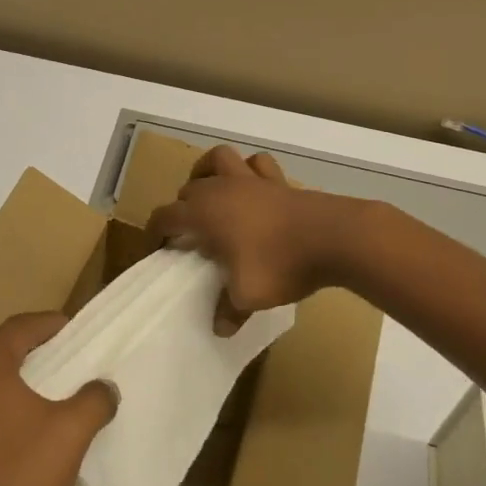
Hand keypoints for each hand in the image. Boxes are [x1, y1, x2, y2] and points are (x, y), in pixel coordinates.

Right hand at [149, 147, 364, 324]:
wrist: (331, 237)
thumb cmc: (280, 264)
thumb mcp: (248, 296)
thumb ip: (229, 310)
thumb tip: (220, 328)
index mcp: (204, 213)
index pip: (166, 215)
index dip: (155, 231)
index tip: (156, 248)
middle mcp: (221, 188)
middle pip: (189, 188)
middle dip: (182, 207)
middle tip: (190, 234)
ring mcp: (251, 180)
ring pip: (219, 158)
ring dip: (208, 171)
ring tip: (211, 192)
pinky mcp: (278, 180)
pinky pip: (257, 164)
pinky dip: (249, 171)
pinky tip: (252, 187)